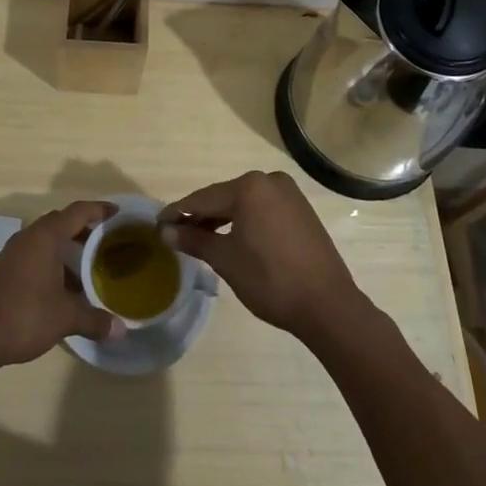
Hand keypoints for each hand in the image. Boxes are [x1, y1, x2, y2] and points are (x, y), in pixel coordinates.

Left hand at [0, 201, 123, 371]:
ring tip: (86, 267)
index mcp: (45, 237)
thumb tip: (121, 330)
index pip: (77, 212)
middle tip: (104, 241)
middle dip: (83, 229)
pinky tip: (59, 287)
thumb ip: (94, 320)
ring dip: (65, 248)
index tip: (116, 213)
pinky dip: (50, 262)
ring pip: (44, 240)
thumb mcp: (64, 318)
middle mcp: (27, 237)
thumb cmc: (23, 316)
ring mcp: (11, 253)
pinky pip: (32, 255)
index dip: (98, 210)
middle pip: (60, 222)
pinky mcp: (1, 270)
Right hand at [160, 171, 367, 342]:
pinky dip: (245, 222)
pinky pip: (263, 210)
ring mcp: (290, 195)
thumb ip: (195, 240)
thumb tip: (167, 232)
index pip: (203, 198)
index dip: (178, 212)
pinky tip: (234, 238)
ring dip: (223, 219)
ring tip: (202, 239)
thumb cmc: (270, 279)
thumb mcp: (226, 260)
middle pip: (224, 197)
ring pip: (245, 203)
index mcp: (249, 186)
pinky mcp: (302, 211)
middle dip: (201, 216)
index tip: (158, 223)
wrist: (327, 305)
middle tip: (178, 233)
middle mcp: (270, 181)